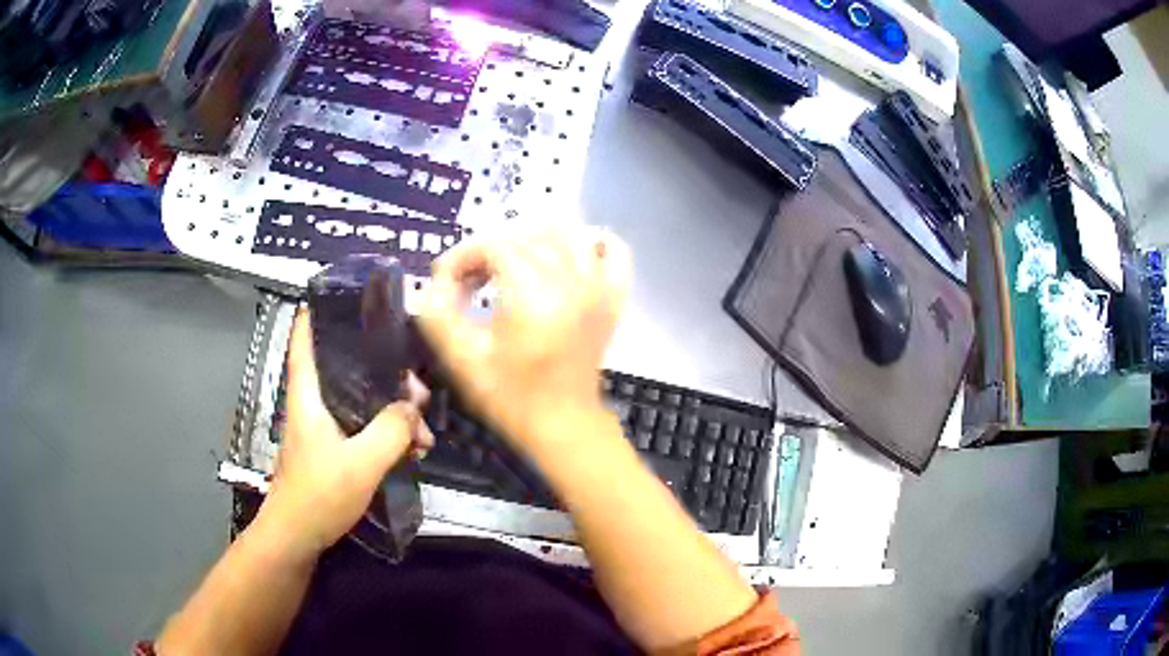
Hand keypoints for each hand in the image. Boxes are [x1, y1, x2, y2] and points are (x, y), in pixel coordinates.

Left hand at [257, 309, 433, 557]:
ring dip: (391, 411)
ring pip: (359, 401)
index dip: (319, 311)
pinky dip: (385, 433)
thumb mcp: (361, 463)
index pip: (304, 339)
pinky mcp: (331, 450)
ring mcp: (322, 428)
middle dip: (384, 373)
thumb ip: (390, 430)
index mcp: (308, 394)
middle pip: (346, 369)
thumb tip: (412, 405)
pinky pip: (362, 427)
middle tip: (417, 388)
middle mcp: (312, 404)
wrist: (296, 537)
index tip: (349, 296)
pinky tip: (410, 449)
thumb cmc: (318, 494)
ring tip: (422, 433)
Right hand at [418, 223, 631, 452]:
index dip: (462, 257)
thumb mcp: (461, 358)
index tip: (447, 281)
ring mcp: (599, 287)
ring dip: (532, 239)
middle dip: (489, 250)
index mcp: (533, 294)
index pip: (492, 244)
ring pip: (567, 233)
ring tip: (511, 265)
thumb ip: (437, 312)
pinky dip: (593, 243)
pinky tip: (568, 256)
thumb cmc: (510, 395)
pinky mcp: (613, 298)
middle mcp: (571, 280)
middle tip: (470, 281)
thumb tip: (437, 279)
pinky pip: (614, 252)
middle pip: (525, 235)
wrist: (562, 424)